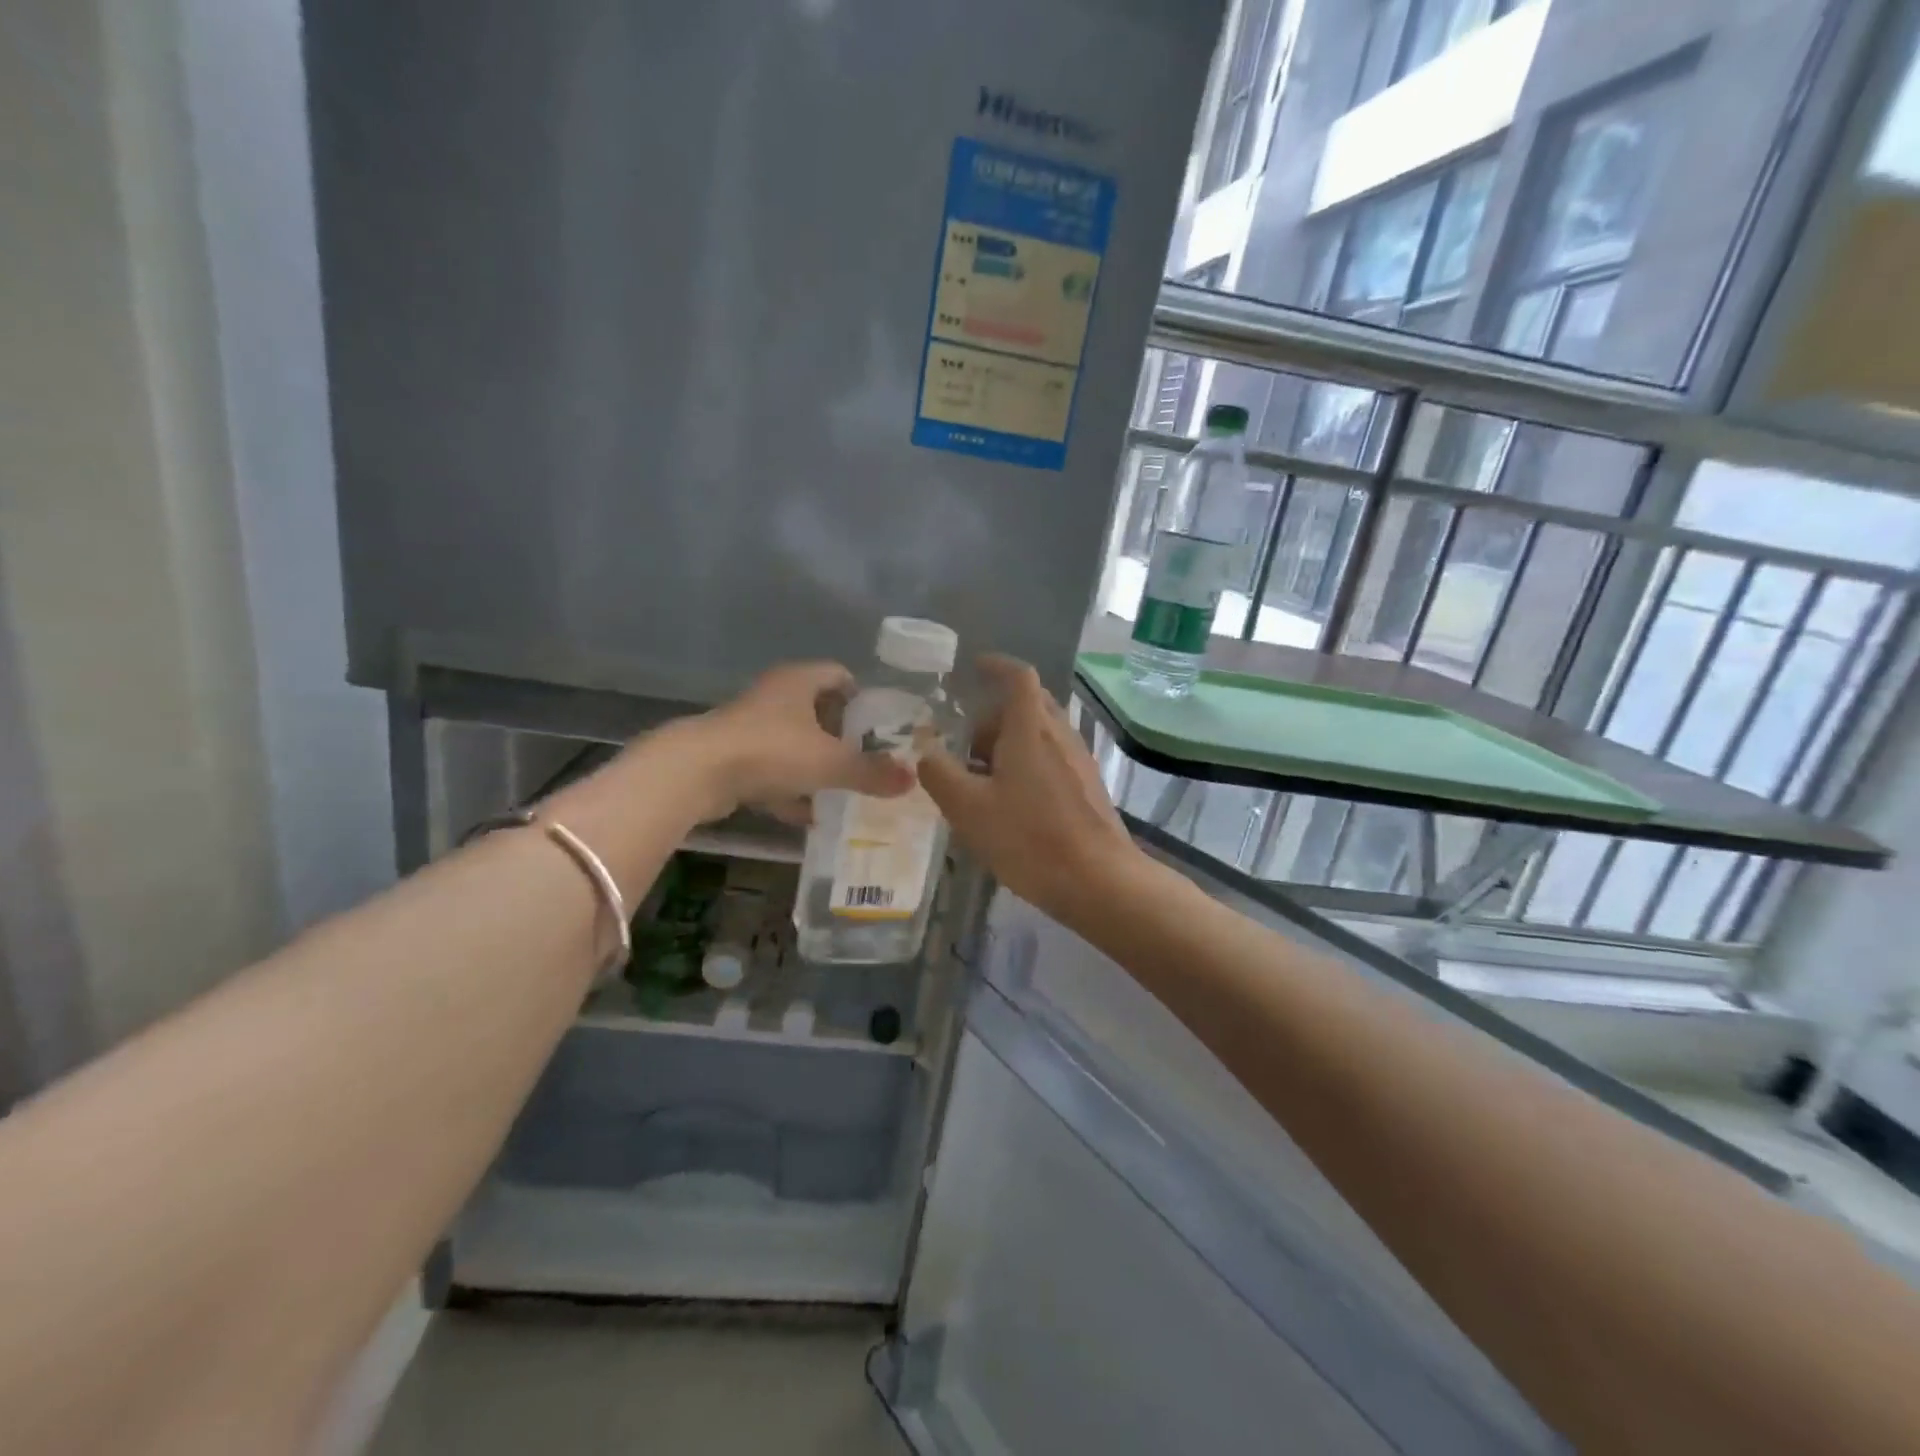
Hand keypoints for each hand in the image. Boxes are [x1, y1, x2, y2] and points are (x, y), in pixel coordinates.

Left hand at [663, 661, 915, 823]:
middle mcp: (774, 697)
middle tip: (866, 761)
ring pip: (793, 743)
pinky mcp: (732, 757)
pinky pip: (772, 771)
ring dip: (815, 766)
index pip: (839, 675)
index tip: (879, 726)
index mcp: (799, 682)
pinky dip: (790, 790)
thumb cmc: (771, 751)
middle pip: (817, 711)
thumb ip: (871, 772)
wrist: (696, 773)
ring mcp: (749, 727)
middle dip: (841, 737)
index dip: (862, 698)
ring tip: (843, 790)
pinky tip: (808, 816)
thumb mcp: (831, 763)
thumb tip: (912, 780)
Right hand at [918, 655, 1145, 927]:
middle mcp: (1059, 734)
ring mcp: (1078, 759)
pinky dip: (1026, 763)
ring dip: (1009, 744)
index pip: (1018, 676)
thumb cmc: (1029, 838)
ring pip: (1039, 734)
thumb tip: (926, 752)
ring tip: (980, 780)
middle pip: (1027, 705)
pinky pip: (1051, 757)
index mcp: (1031, 728)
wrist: (1098, 880)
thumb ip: (940, 774)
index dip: (996, 665)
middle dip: (993, 717)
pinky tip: (1010, 803)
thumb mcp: (968, 808)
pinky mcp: (1087, 785)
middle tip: (965, 744)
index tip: (975, 667)